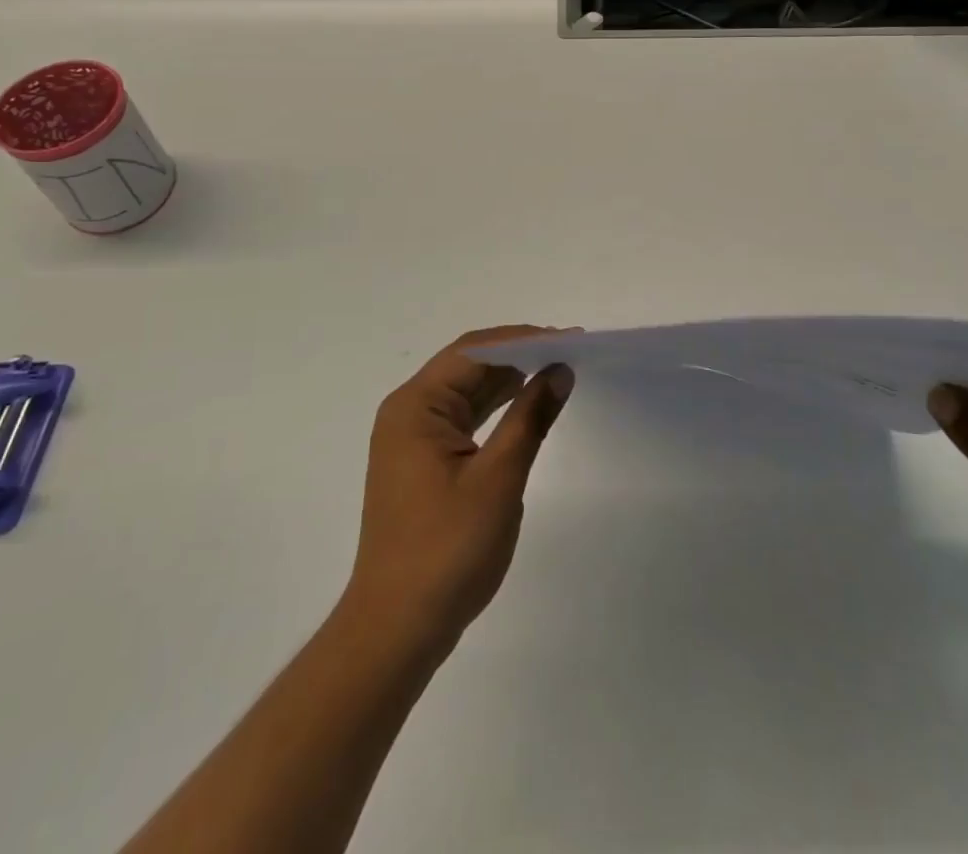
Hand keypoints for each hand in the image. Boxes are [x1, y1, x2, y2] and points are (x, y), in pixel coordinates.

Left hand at [343, 327, 575, 658]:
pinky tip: (525, 406)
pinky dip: (495, 409)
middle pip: (467, 366)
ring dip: (508, 381)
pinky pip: (462, 418)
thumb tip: (560, 370)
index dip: (523, 340)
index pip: (473, 352)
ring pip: (466, 391)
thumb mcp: (498, 479)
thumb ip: (530, 418)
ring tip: (556, 371)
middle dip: (518, 356)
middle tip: (569, 352)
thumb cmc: (447, 550)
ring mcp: (412, 438)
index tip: (569, 339)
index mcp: (415, 406)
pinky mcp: (421, 462)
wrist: (397, 628)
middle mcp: (408, 412)